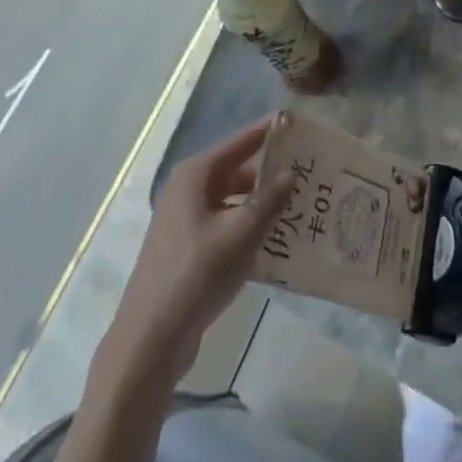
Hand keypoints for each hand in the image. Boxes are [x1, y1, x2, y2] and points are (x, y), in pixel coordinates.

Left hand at [100, 118, 294, 393]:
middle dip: (270, 170)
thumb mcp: (241, 234)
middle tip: (310, 172)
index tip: (300, 125)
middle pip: (236, 168)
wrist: (152, 337)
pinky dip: (247, 224)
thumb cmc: (197, 274)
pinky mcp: (187, 246)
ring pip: (231, 198)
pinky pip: (224, 222)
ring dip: (260, 201)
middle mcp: (187, 189)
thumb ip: (269, 200)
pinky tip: (274, 238)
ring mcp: (184, 218)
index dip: (270, 132)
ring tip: (299, 205)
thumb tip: (291, 172)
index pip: (241, 141)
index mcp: (195, 175)